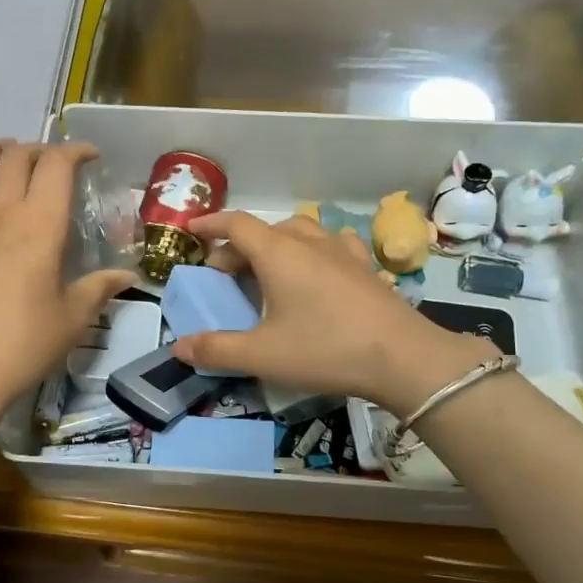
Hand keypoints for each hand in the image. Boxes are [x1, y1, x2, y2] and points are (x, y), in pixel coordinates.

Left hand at [0, 140, 134, 414]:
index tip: (89, 157)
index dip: (75, 151)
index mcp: (39, 224)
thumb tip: (128, 277)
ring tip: (2, 152)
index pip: (56, 165)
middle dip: (37, 149)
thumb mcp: (74, 317)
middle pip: (14, 158)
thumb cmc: (25, 343)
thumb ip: (100, 288)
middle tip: (51, 162)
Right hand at [169, 211, 494, 414]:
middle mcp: (310, 243)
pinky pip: (333, 245)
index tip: (192, 230)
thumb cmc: (326, 350)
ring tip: (268, 270)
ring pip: (301, 233)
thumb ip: (217, 350)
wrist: (404, 358)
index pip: (237, 224)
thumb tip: (179, 347)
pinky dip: (314, 251)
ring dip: (277, 245)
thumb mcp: (262, 355)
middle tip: (225, 274)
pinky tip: (319, 271)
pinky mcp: (367, 268)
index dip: (211, 224)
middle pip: (266, 230)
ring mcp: (343, 252)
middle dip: (239, 245)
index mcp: (279, 253)